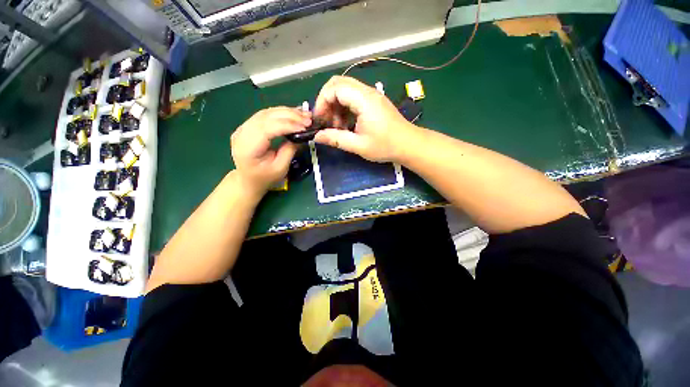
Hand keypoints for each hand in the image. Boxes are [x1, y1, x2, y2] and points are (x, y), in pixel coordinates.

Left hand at [231, 107, 311, 196]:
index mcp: (247, 148)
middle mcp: (242, 133)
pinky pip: (265, 115)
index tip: (305, 126)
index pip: (267, 128)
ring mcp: (243, 127)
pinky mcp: (248, 125)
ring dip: (287, 112)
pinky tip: (293, 113)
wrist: (248, 180)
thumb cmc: (265, 177)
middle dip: (289, 115)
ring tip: (303, 114)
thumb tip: (300, 135)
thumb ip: (289, 150)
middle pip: (266, 117)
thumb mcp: (280, 168)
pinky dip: (281, 113)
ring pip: (266, 112)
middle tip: (308, 118)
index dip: (287, 125)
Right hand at [313, 76, 419, 162]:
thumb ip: (336, 139)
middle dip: (327, 101)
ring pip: (345, 90)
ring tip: (336, 127)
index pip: (334, 87)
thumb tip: (316, 137)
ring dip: (336, 106)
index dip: (322, 102)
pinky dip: (345, 108)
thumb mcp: (359, 145)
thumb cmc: (386, 146)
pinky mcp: (374, 101)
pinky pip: (353, 97)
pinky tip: (346, 125)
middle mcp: (367, 92)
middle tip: (325, 121)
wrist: (409, 144)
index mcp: (363, 100)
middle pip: (338, 83)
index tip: (319, 120)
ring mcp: (372, 95)